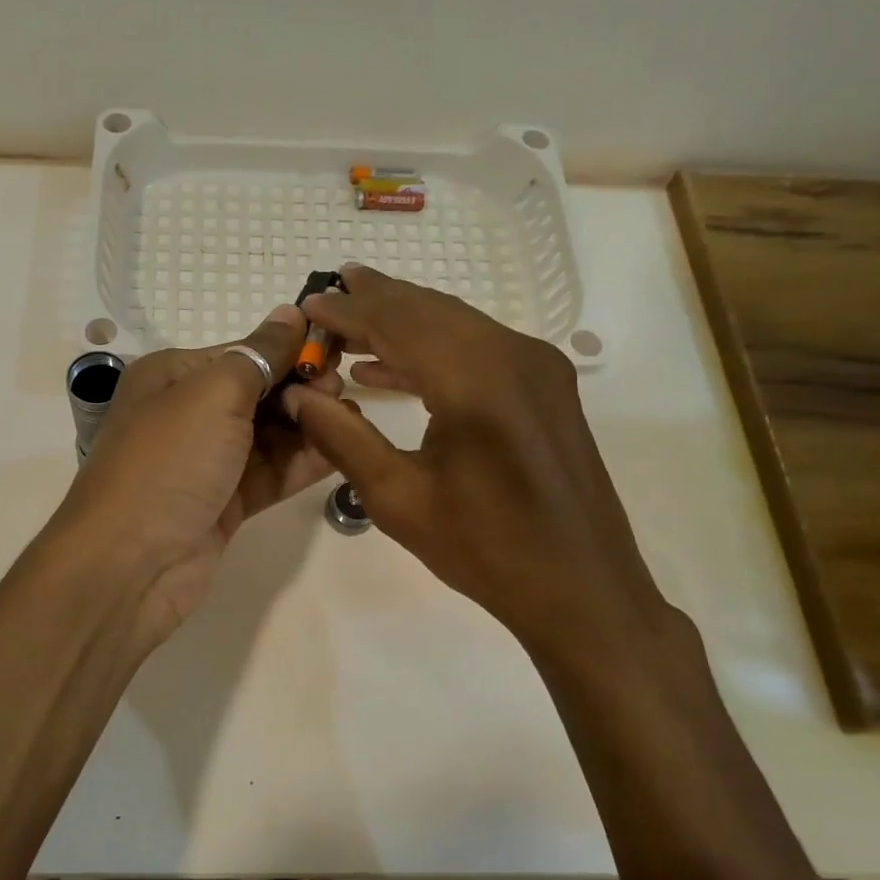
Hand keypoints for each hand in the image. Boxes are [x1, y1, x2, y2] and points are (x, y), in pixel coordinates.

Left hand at [50, 307, 339, 646]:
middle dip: (301, 389)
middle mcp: (188, 415)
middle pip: (258, 393)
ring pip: (268, 436)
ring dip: (307, 426)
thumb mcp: (212, 394)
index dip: (288, 351)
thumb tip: (292, 312)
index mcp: (173, 376)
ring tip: (349, 419)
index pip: (242, 353)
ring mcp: (207, 463)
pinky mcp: (225, 504)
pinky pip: (271, 474)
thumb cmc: (168, 462)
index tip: (335, 352)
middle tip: (341, 392)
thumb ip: (259, 355)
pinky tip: (342, 451)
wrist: (131, 563)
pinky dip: (303, 463)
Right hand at [288, 267, 678, 666]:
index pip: (399, 324)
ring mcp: (538, 368)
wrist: (582, 589)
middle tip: (329, 290)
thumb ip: (343, 438)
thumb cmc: (485, 550)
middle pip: (431, 311)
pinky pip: (479, 348)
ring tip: (353, 316)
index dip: (349, 311)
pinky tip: (393, 366)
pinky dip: (434, 348)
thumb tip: (298, 395)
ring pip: (457, 325)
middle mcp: (514, 357)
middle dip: (376, 300)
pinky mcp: (546, 387)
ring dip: (404, 320)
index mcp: (476, 382)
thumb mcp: (398, 499)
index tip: (309, 302)